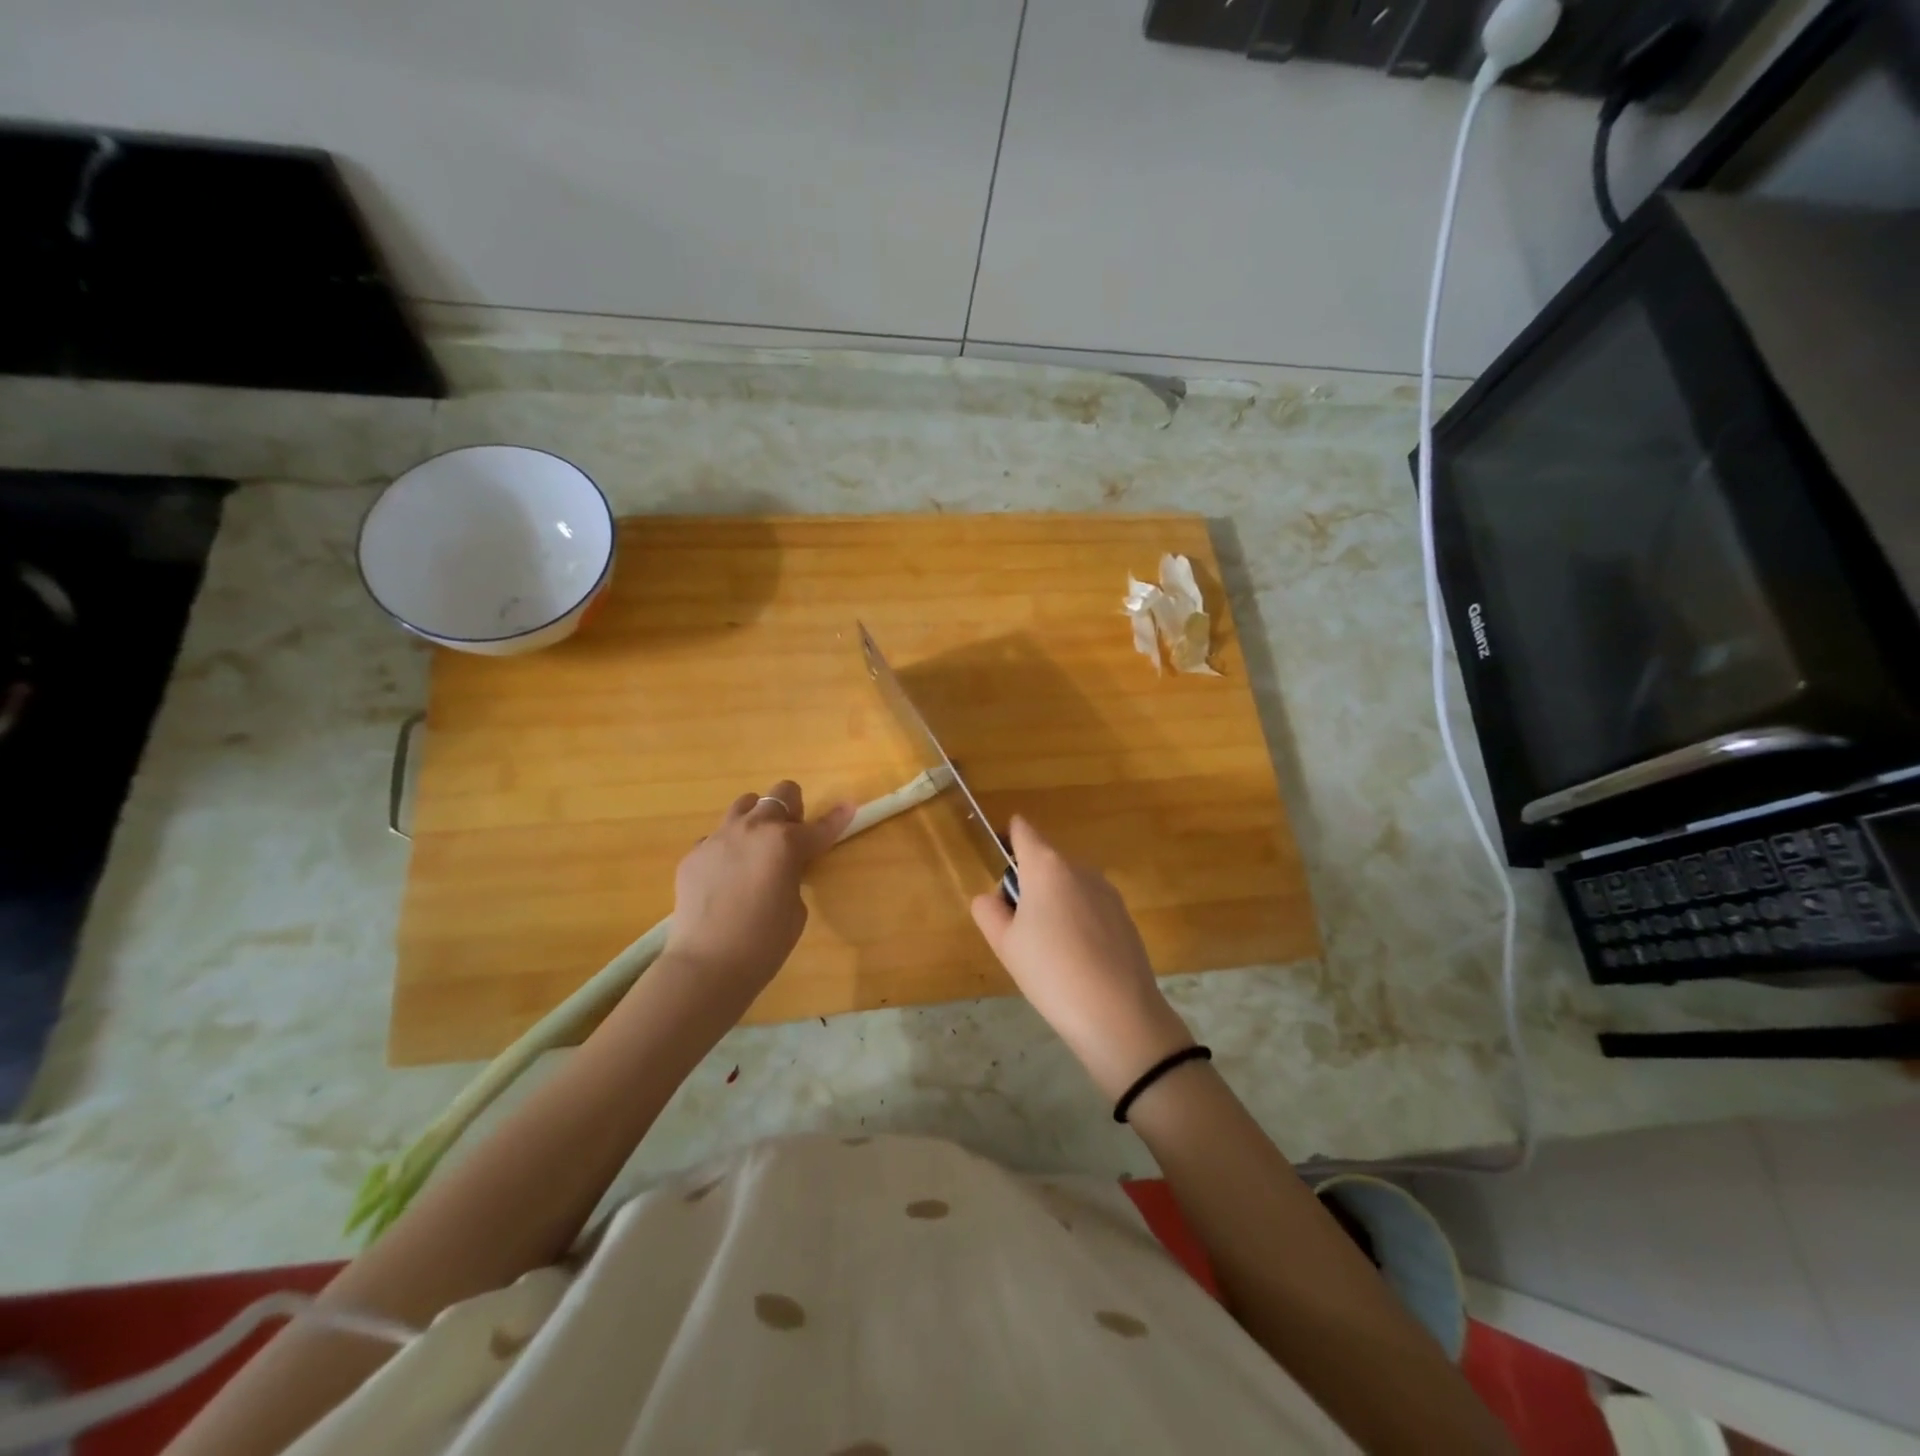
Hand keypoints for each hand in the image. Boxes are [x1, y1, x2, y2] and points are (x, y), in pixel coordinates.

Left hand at [662, 781, 854, 1023]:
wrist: (707, 964)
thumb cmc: (764, 942)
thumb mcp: (795, 907)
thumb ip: (792, 875)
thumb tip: (780, 868)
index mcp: (785, 843)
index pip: (820, 827)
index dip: (837, 819)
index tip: (848, 807)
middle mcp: (752, 830)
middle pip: (779, 795)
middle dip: (791, 811)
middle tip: (790, 839)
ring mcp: (717, 838)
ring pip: (743, 806)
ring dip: (757, 820)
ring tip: (756, 850)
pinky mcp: (693, 854)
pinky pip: (716, 838)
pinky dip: (728, 849)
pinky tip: (726, 877)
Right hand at [970, 816, 1193, 1100]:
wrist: (1118, 1014)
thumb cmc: (1050, 972)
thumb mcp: (1004, 944)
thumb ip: (988, 912)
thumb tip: (990, 898)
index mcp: (1046, 866)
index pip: (1023, 831)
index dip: (1008, 838)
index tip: (998, 860)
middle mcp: (1079, 868)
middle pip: (1046, 860)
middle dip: (1029, 881)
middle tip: (1016, 924)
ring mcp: (1107, 891)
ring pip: (1069, 884)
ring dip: (1054, 901)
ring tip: (1047, 948)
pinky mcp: (1125, 916)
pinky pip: (1090, 906)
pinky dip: (1078, 920)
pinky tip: (1076, 959)